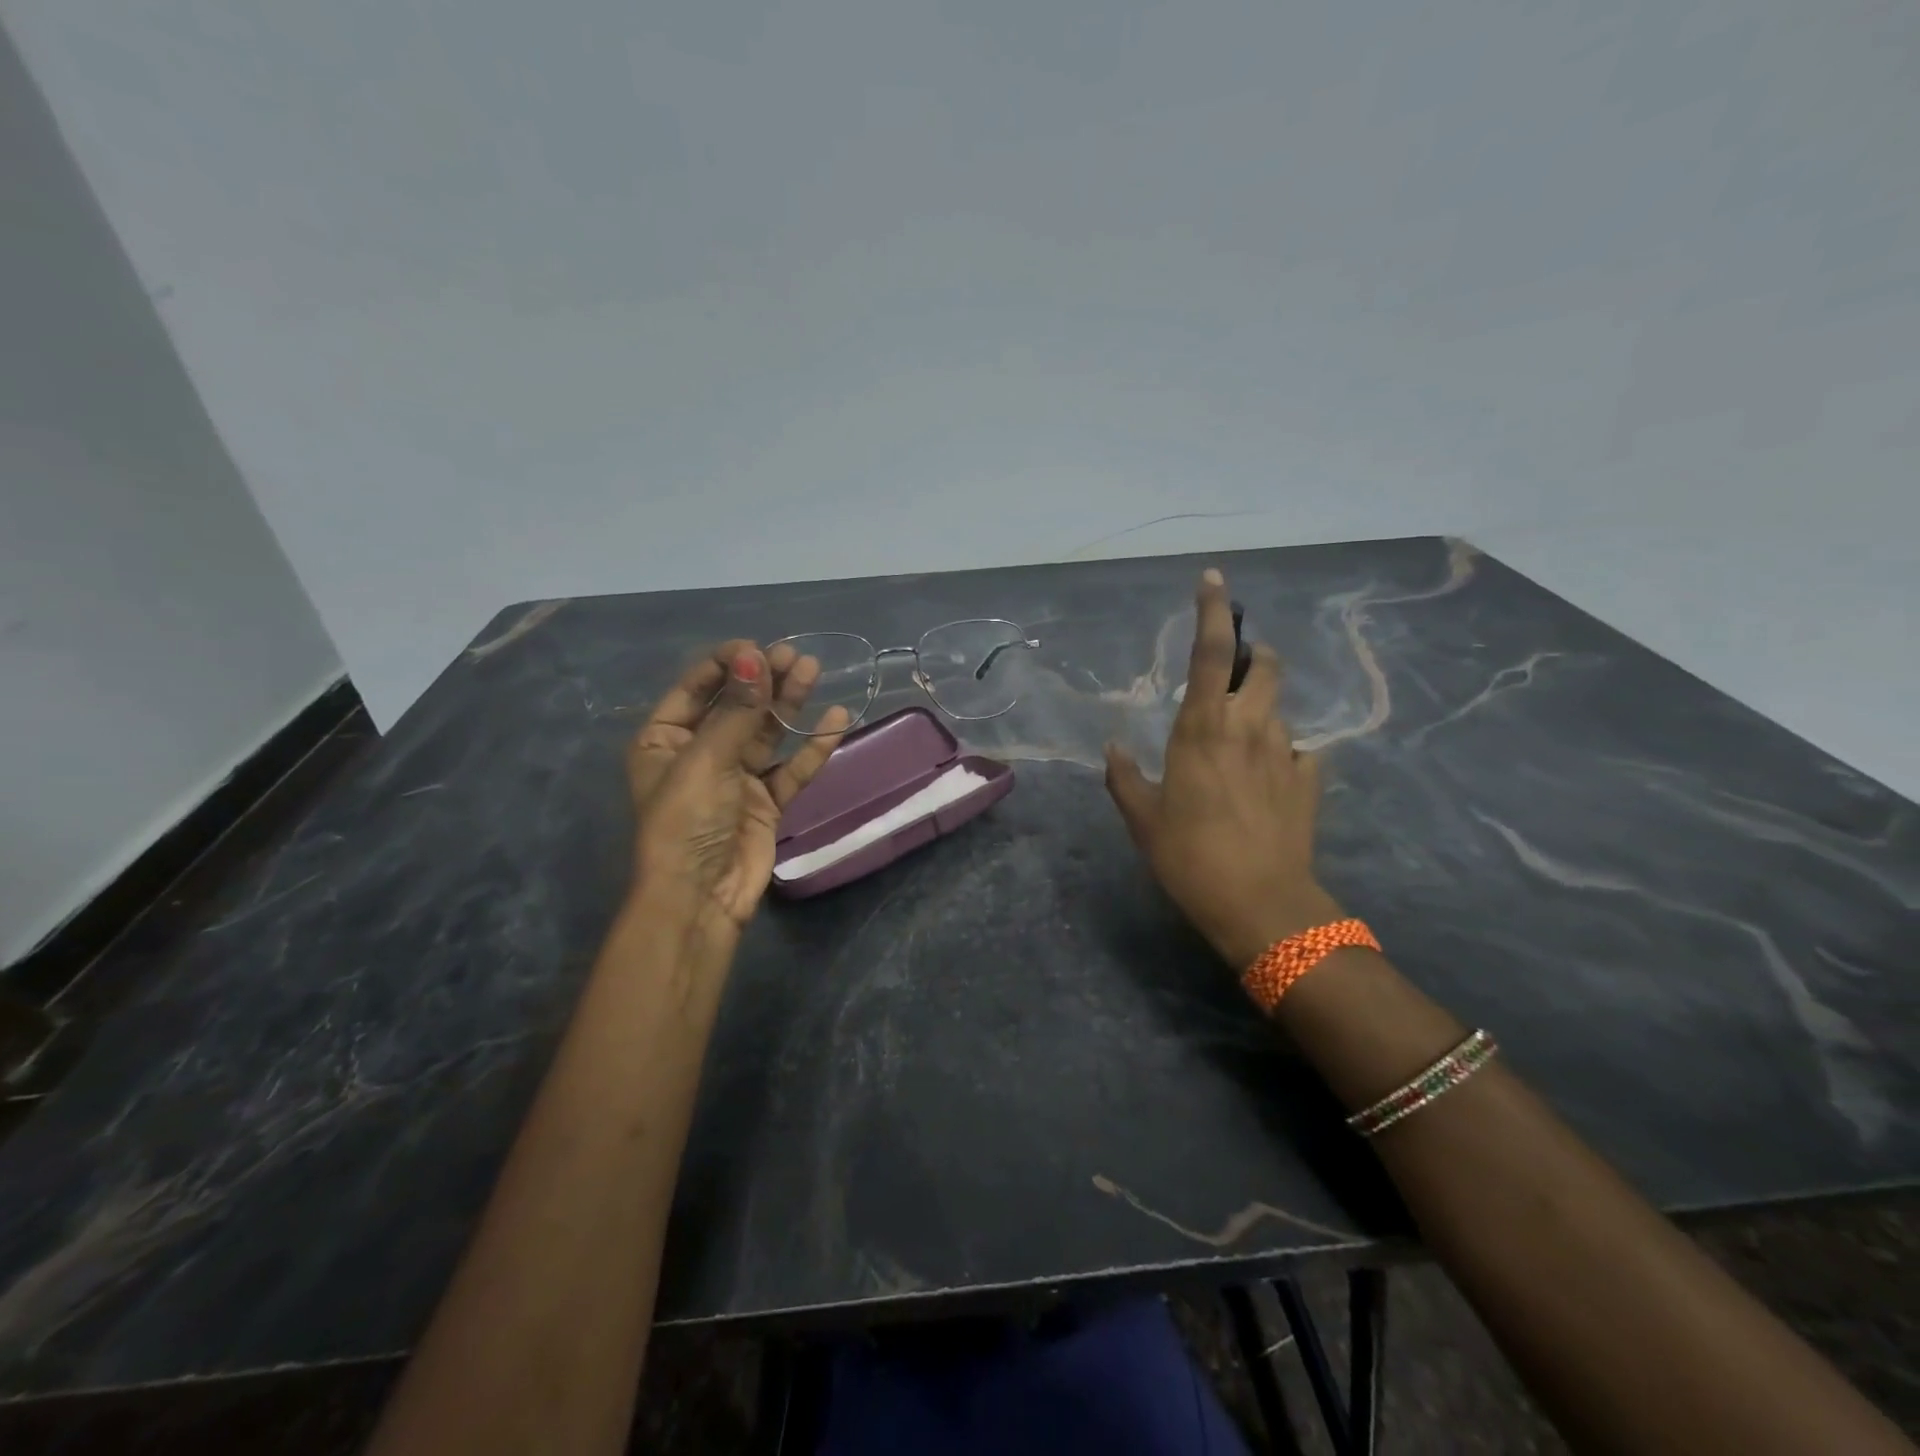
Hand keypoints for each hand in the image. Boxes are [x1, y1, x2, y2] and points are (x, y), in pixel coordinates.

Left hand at [627, 641, 848, 935]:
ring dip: (788, 703)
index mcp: (664, 740)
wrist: (700, 899)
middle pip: (736, 706)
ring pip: (766, 732)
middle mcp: (699, 753)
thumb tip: (755, 656)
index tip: (759, 648)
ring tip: (812, 670)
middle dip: (763, 680)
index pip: (696, 688)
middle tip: (794, 656)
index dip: (727, 665)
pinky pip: (791, 767)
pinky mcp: (766, 801)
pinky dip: (812, 746)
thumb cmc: (686, 822)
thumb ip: (736, 710)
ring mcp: (735, 777)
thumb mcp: (706, 761)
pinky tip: (836, 720)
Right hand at [1104, 569, 1343, 969]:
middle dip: (1253, 655)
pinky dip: (1279, 751)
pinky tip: (1265, 777)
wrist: (1261, 905)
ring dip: (1260, 706)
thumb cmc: (1190, 856)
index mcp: (1203, 728)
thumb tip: (1114, 748)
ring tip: (1238, 738)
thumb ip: (1124, 777)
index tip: (1213, 578)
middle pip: (1264, 666)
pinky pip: (1296, 750)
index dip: (1213, 611)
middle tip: (1234, 669)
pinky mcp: (1308, 781)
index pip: (1211, 652)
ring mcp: (1285, 753)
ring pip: (1278, 708)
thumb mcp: (1143, 819)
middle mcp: (1249, 728)